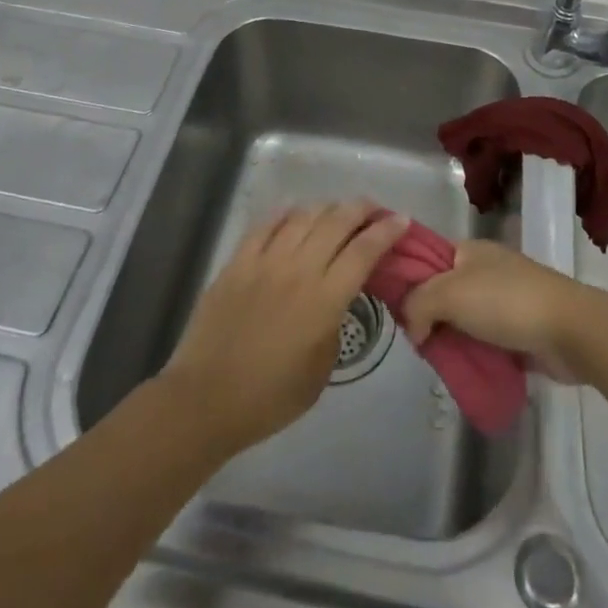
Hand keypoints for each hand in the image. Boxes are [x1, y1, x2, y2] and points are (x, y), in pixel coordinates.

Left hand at [161, 200, 407, 456]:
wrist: (206, 399)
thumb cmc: (270, 397)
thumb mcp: (321, 369)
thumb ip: (334, 323)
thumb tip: (336, 296)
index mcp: (325, 300)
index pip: (364, 251)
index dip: (386, 231)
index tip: (401, 219)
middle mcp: (299, 269)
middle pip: (337, 222)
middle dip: (361, 209)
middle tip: (374, 208)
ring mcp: (265, 260)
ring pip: (304, 216)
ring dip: (327, 207)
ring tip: (337, 210)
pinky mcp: (238, 261)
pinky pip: (266, 224)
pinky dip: (286, 213)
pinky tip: (295, 211)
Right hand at [402, 240, 594, 382]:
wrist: (569, 330)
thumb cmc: (505, 301)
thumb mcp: (449, 294)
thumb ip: (418, 305)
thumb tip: (413, 329)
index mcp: (467, 250)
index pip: (425, 257)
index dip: (406, 279)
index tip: (392, 308)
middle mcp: (483, 270)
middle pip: (441, 292)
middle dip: (427, 316)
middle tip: (415, 342)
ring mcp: (502, 300)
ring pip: (461, 319)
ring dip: (450, 339)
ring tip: (435, 361)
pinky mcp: (517, 330)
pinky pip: (482, 341)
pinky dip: (472, 354)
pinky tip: (460, 369)